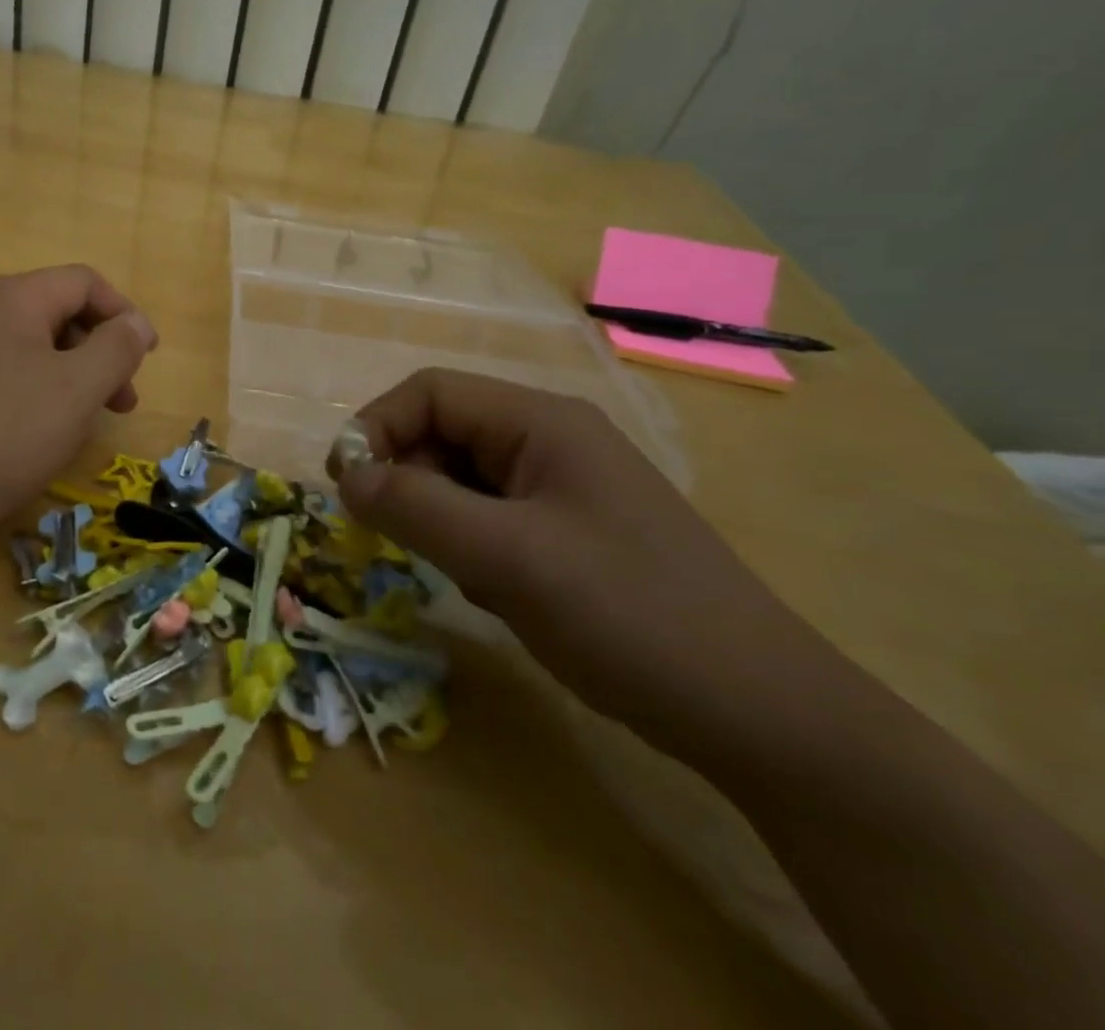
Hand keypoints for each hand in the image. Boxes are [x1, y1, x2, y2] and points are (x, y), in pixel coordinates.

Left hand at [0, 266, 156, 550]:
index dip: (124, 314)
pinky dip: (37, 391)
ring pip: (33, 346)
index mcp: (13, 297)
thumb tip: (136, 322)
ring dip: (72, 375)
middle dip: (100, 351)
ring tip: (85, 422)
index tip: (146, 359)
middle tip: (121, 402)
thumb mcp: (76, 390)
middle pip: (59, 312)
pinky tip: (39, 432)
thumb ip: (116, 348)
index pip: (84, 282)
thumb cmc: (1, 435)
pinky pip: (5, 371)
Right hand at [330, 369, 831, 758]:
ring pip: (463, 481)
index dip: (376, 427)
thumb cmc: (628, 615)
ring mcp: (564, 487)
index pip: (430, 392)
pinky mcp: (570, 532)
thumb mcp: (506, 558)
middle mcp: (550, 440)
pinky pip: (492, 519)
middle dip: (408, 481)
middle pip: (444, 433)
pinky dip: (473, 549)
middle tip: (398, 541)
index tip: (346, 488)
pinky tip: (500, 595)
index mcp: (541, 421)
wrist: (761, 714)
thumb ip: (414, 507)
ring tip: (467, 576)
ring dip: (441, 521)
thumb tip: (345, 477)